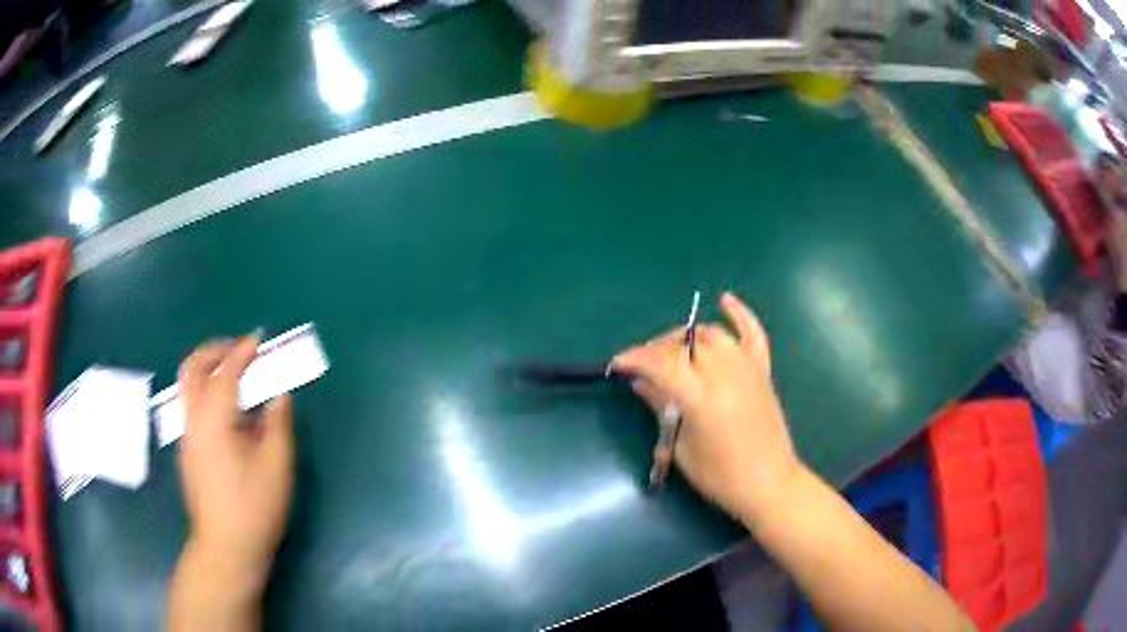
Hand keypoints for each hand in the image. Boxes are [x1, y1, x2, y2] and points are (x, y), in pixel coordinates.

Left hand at [177, 336, 293, 586]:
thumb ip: (278, 424)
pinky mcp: (188, 452)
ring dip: (208, 370)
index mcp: (214, 421)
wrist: (226, 548)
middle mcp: (193, 421)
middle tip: (239, 350)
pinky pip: (192, 406)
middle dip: (214, 351)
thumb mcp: (276, 466)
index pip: (225, 373)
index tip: (258, 340)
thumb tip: (279, 396)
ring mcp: (187, 437)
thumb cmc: (254, 508)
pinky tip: (230, 414)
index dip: (242, 352)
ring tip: (235, 375)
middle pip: (192, 369)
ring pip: (187, 387)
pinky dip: (208, 392)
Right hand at [611, 293, 801, 521]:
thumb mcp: (682, 447)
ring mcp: (747, 370)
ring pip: (713, 335)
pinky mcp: (763, 373)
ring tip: (675, 352)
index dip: (635, 358)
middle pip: (685, 345)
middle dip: (659, 350)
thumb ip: (663, 408)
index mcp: (701, 397)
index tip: (618, 363)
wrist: (768, 484)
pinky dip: (741, 315)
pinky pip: (754, 335)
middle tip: (645, 367)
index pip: (661, 363)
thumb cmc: (720, 476)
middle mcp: (725, 374)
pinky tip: (725, 300)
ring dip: (689, 338)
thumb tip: (641, 382)